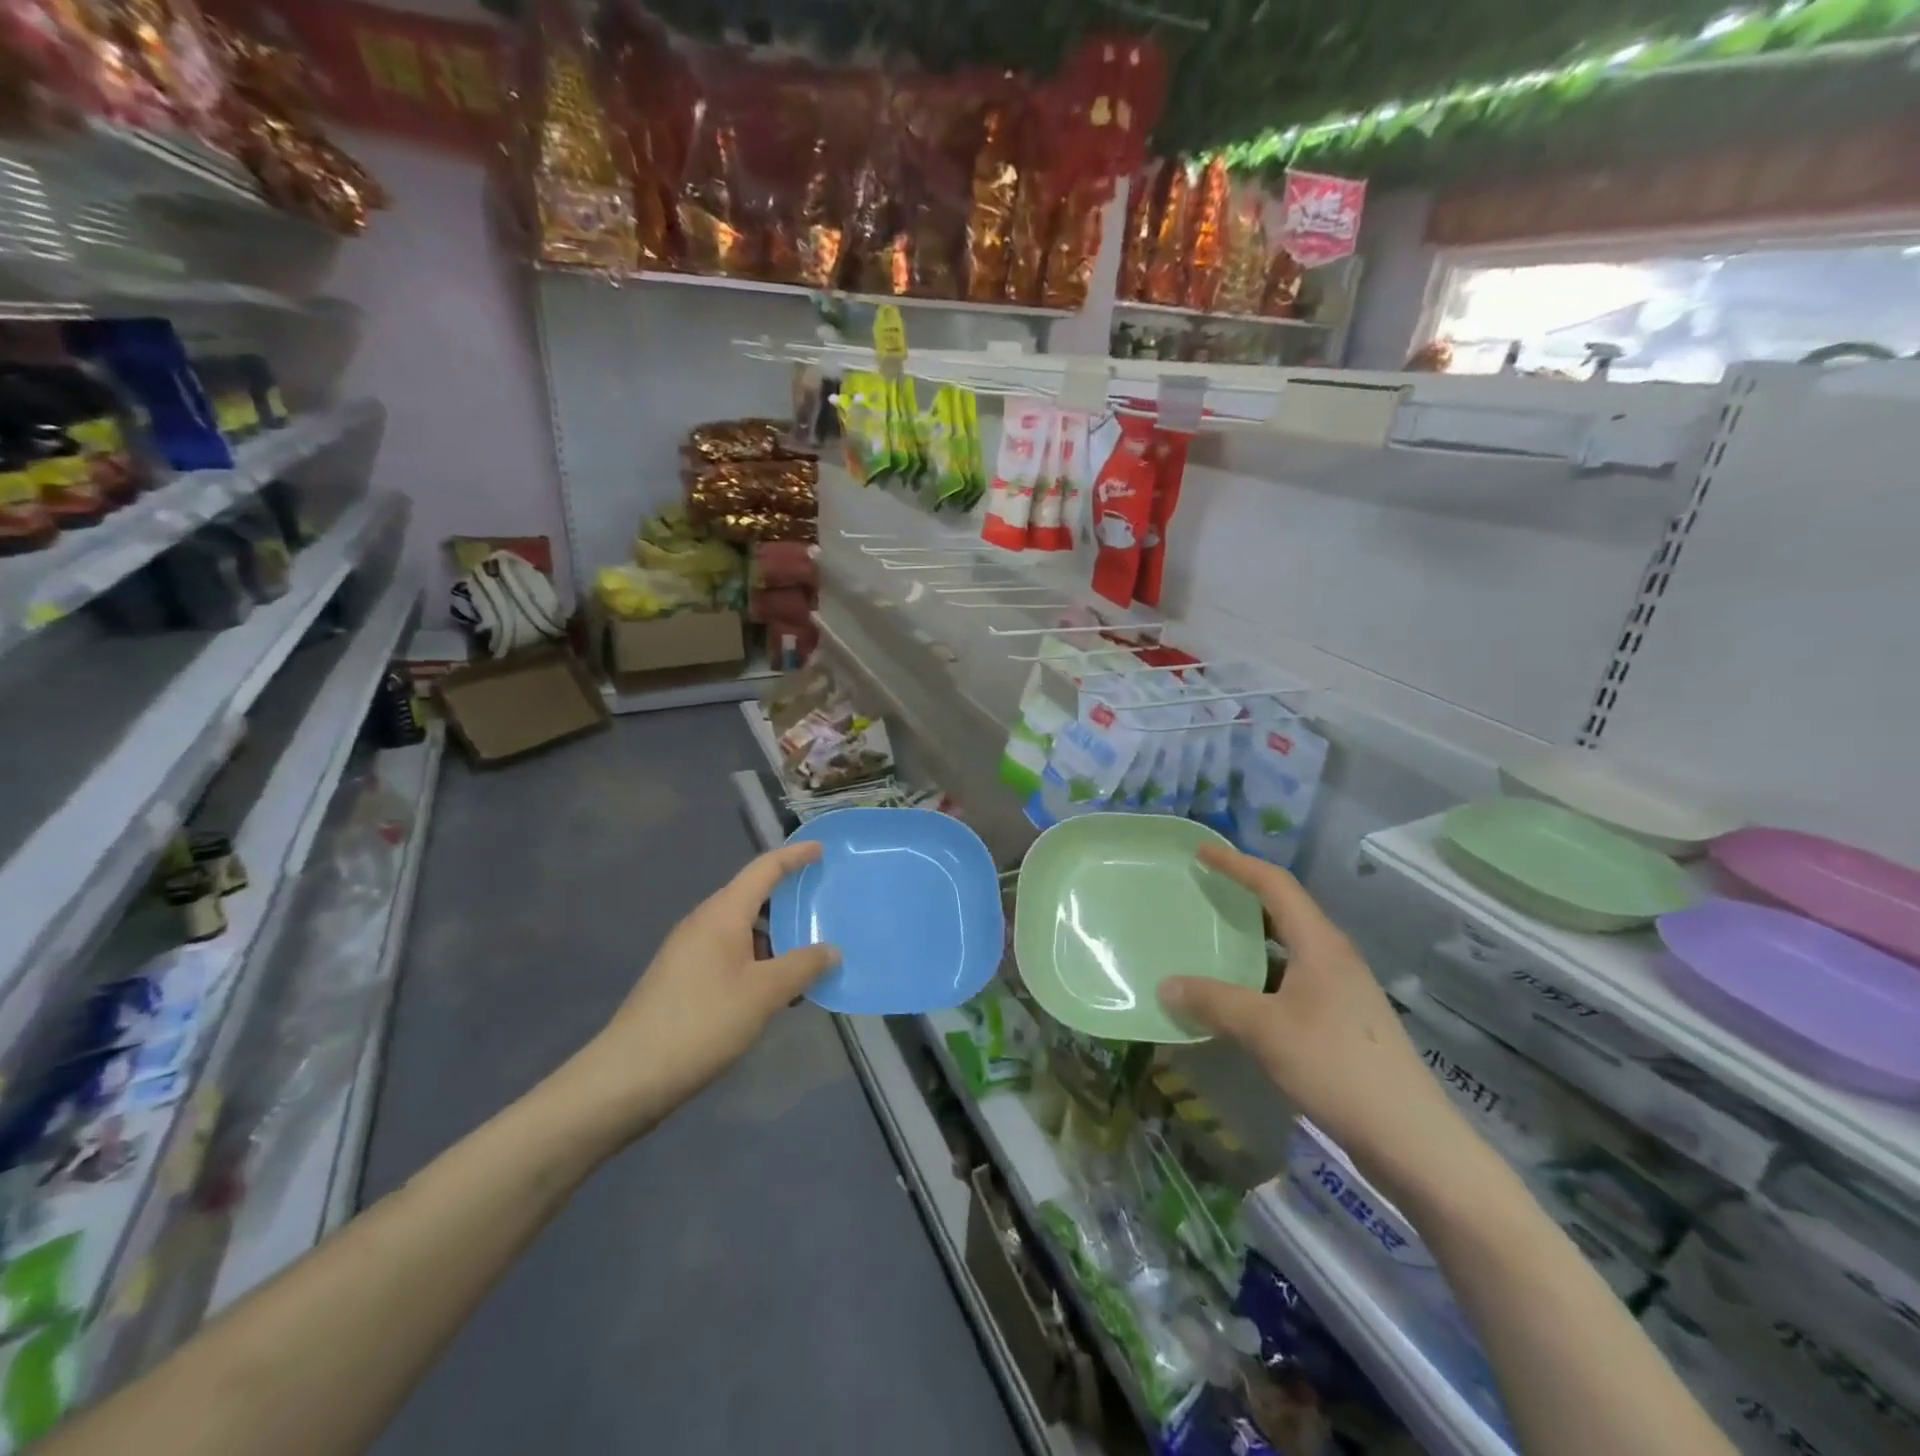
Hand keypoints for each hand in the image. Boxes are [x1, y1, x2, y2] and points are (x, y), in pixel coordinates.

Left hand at [557, 842, 837, 1145]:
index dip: (794, 856)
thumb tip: (831, 950)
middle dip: (788, 901)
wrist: (628, 1076)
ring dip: (775, 939)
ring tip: (807, 960)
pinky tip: (774, 992)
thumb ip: (802, 967)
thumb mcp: (763, 994)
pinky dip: (757, 962)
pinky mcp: (682, 979)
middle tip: (823, 909)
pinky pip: (730, 954)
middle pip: (753, 898)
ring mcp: (689, 951)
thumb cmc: (702, 1022)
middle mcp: (703, 923)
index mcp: (722, 913)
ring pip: (742, 930)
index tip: (821, 849)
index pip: (764, 869)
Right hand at [1158, 845, 1473, 1200]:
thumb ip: (1213, 1002)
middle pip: (1282, 912)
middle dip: (1241, 898)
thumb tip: (1166, 985)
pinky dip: (1258, 978)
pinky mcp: (1341, 1021)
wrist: (1411, 1140)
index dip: (1237, 863)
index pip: (1275, 884)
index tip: (1201, 852)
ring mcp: (1340, 990)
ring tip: (1208, 943)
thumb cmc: (1337, 1067)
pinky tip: (1235, 1000)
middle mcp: (1333, 957)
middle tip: (1200, 894)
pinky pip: (1290, 981)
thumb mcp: (1265, 1030)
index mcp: (1320, 944)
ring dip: (1248, 942)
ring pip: (1286, 950)